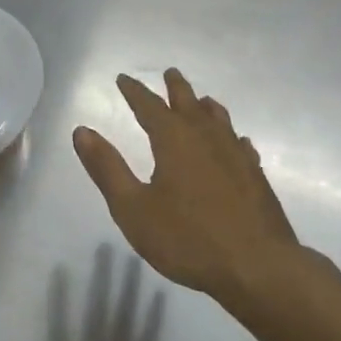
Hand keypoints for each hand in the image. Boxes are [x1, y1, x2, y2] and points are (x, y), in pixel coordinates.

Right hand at [73, 69, 308, 315]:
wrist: (259, 268)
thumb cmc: (187, 238)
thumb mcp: (132, 207)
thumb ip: (106, 168)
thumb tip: (82, 131)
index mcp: (173, 140)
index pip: (149, 106)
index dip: (134, 91)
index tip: (123, 78)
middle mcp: (206, 139)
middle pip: (189, 104)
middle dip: (176, 88)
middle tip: (170, 72)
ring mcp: (235, 157)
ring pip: (219, 121)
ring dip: (206, 107)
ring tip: (203, 101)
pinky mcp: (256, 179)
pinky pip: (241, 146)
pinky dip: (232, 138)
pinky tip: (237, 144)